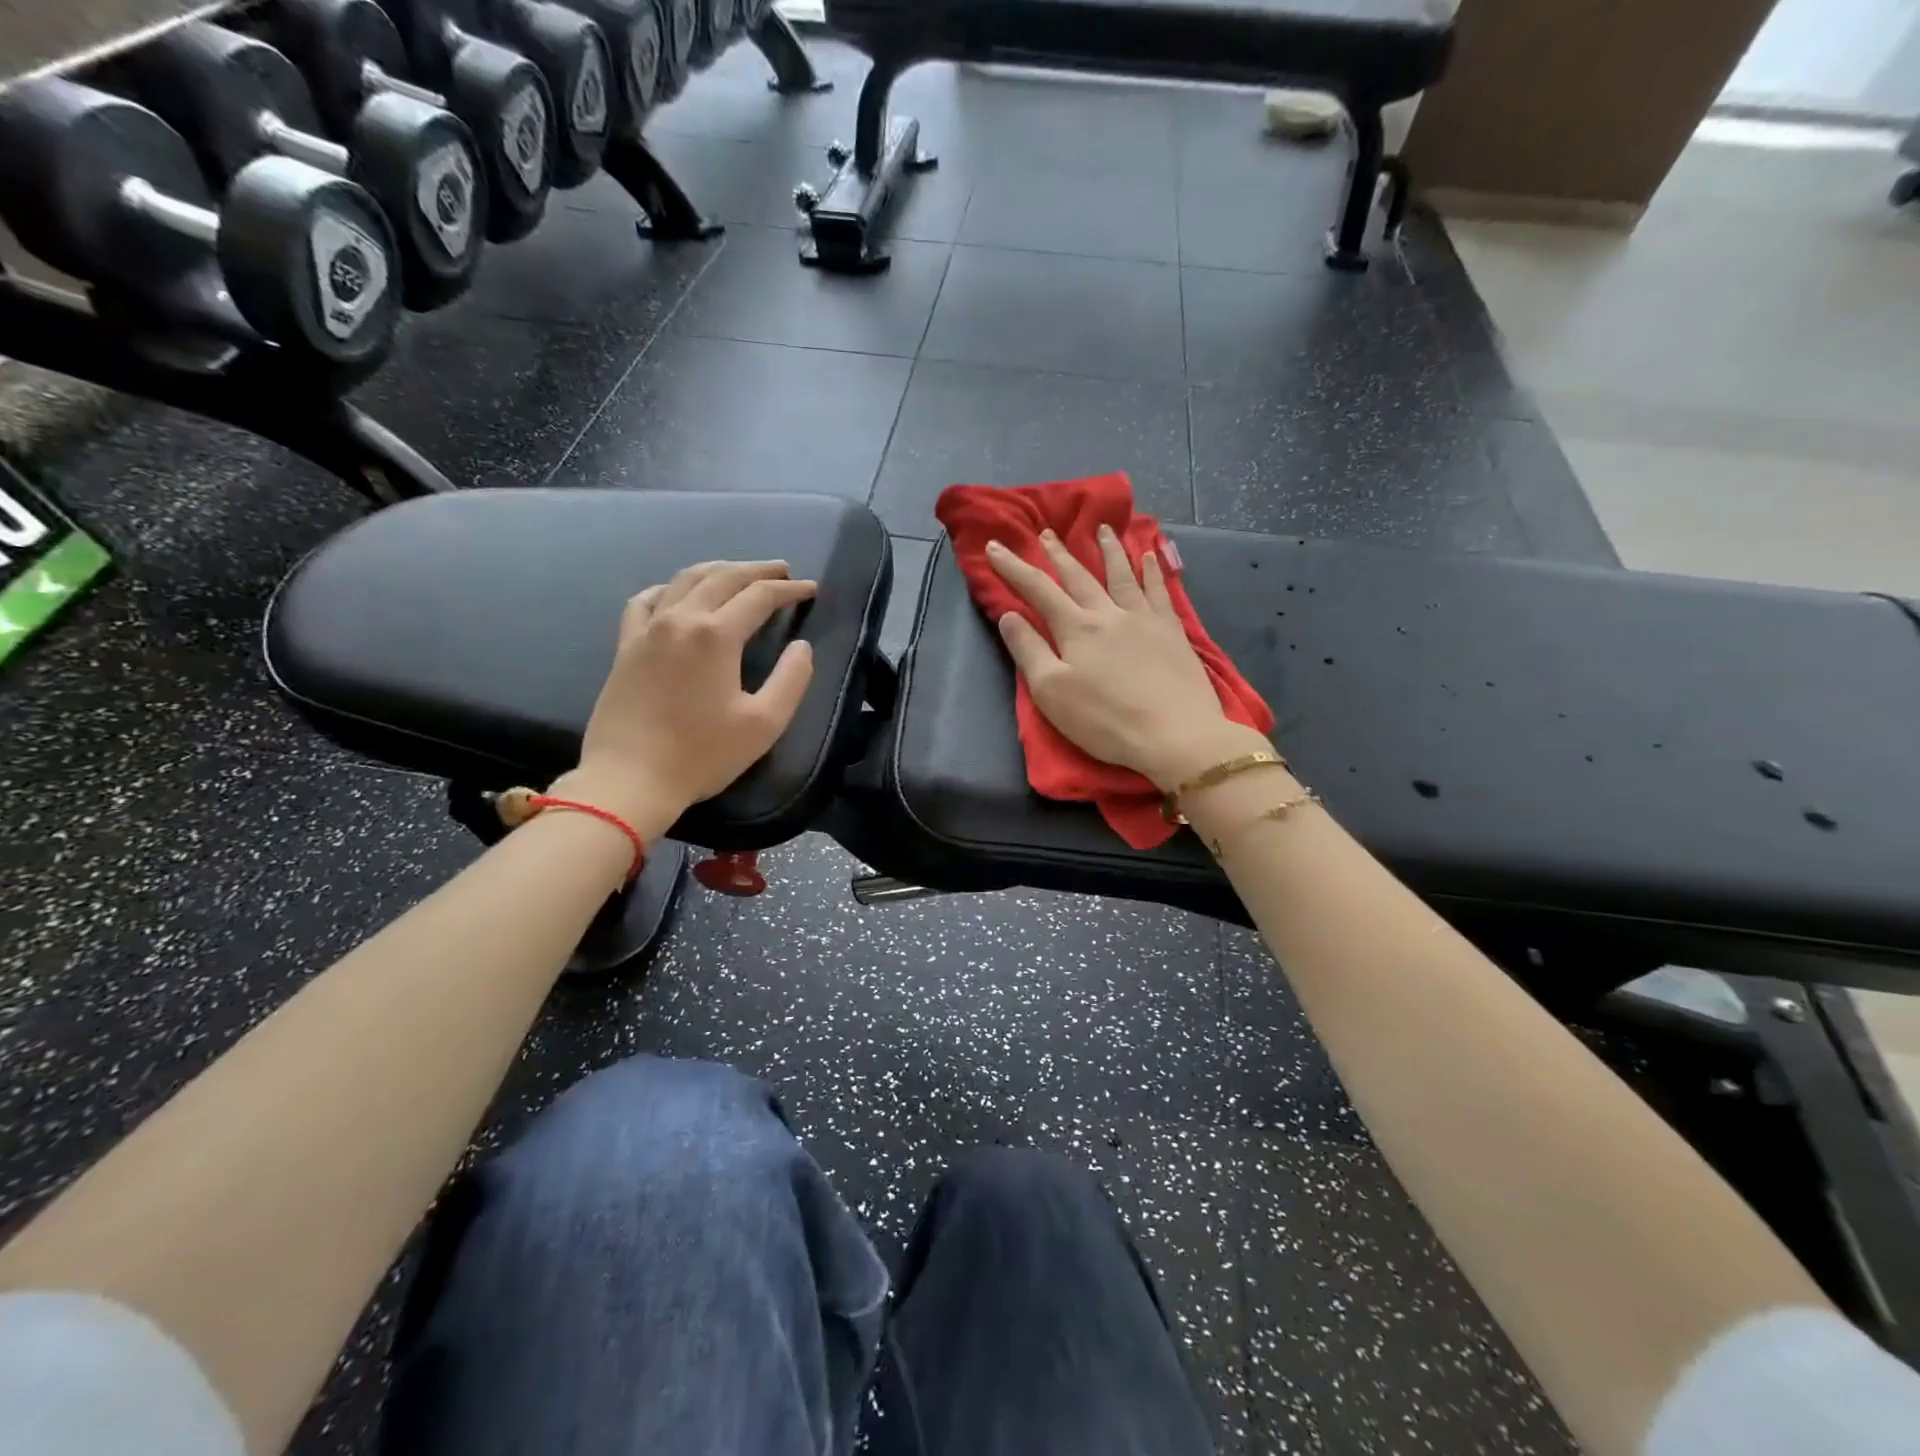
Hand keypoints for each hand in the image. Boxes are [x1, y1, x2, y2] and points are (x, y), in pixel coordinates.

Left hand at [552, 560, 816, 830]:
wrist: (630, 780)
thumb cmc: (702, 755)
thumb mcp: (764, 724)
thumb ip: (792, 680)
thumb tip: (801, 647)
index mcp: (716, 635)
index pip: (759, 597)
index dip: (789, 590)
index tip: (811, 589)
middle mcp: (680, 619)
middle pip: (722, 577)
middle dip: (756, 570)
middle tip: (782, 570)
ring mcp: (647, 630)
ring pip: (685, 581)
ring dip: (717, 570)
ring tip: (738, 573)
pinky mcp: (626, 647)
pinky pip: (646, 601)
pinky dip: (670, 589)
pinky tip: (677, 594)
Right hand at [988, 528, 1267, 789]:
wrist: (1176, 734)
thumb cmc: (1105, 720)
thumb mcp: (1051, 692)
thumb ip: (1029, 650)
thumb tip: (1009, 615)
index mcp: (1076, 628)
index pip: (1038, 590)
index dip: (1014, 567)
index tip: (995, 546)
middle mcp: (1109, 614)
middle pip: (1080, 576)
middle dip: (1059, 554)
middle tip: (1047, 532)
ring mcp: (1145, 619)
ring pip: (1122, 575)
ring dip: (1109, 550)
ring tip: (1102, 529)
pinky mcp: (1172, 632)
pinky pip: (1159, 591)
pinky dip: (1153, 571)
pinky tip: (1150, 557)